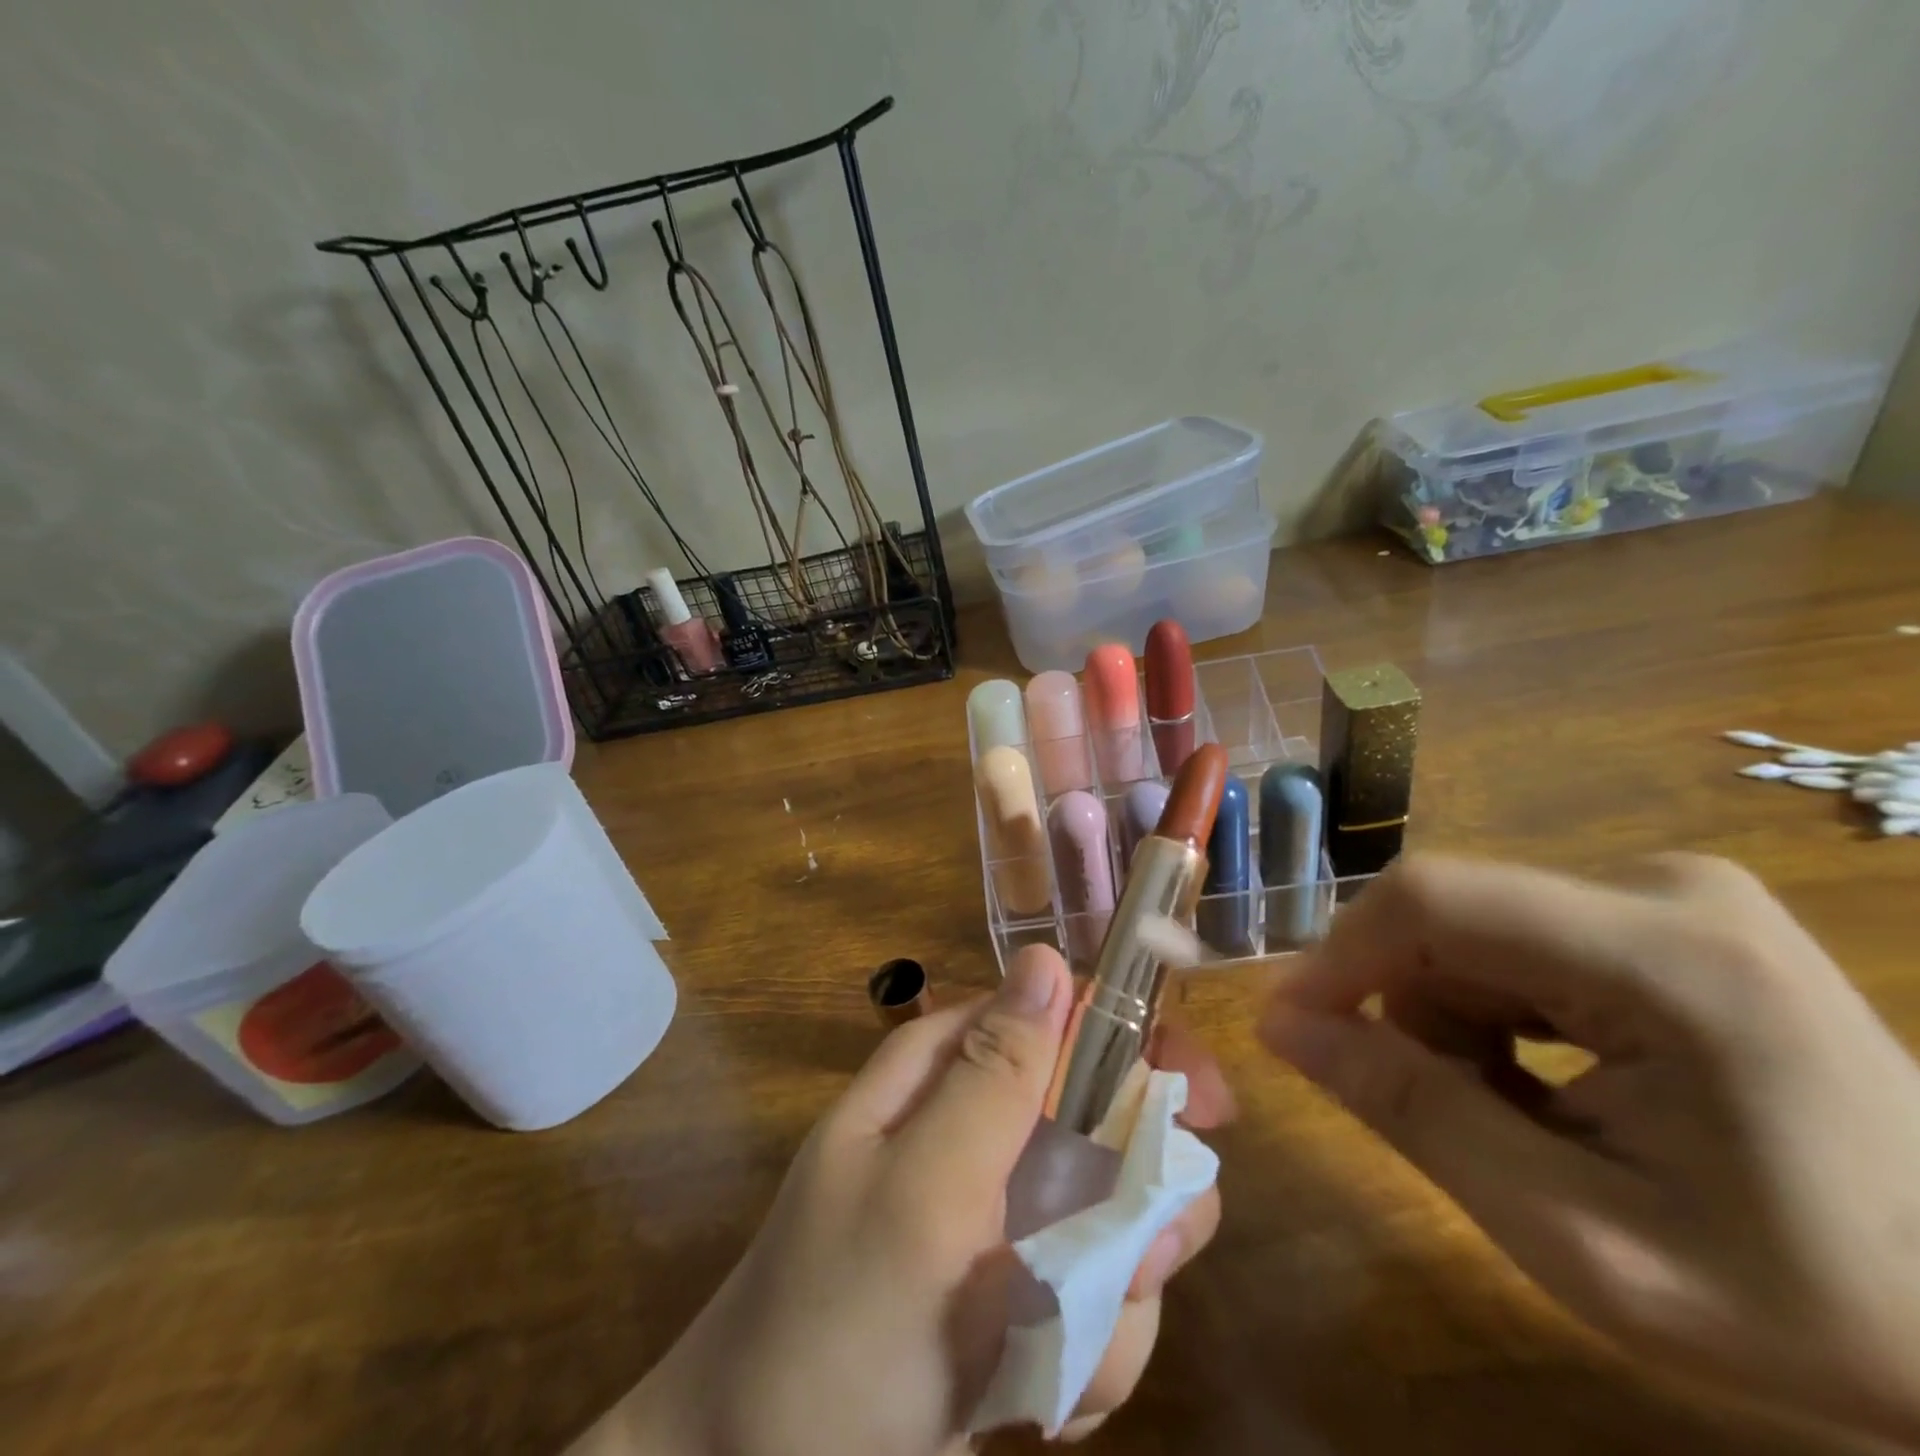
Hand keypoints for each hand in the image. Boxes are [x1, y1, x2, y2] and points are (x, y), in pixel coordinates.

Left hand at [576, 944, 1231, 1455]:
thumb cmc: (838, 1323)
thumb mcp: (919, 1190)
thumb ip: (992, 1078)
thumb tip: (1047, 957)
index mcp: (949, 1070)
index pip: (1063, 1016)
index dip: (1143, 1049)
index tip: (1206, 1110)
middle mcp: (981, 1124)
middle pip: (1107, 1121)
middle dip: (1137, 1200)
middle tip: (1136, 1260)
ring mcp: (1003, 1209)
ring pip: (1114, 1220)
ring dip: (1110, 1298)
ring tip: (1053, 1360)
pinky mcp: (1018, 1289)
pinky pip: (1093, 1301)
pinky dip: (1084, 1356)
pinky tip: (1034, 1399)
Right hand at [1258, 854, 1919, 1444]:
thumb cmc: (1811, 1305)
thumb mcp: (1579, 1237)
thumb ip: (1413, 1114)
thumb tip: (1281, 1024)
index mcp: (1668, 956)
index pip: (1434, 901)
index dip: (1337, 955)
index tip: (1293, 1027)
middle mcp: (1664, 886)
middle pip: (1451, 917)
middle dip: (1411, 1010)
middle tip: (1442, 1113)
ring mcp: (1673, 890)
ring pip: (1473, 927)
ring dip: (1455, 1016)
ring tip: (1515, 1112)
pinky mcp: (1667, 908)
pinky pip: (1517, 934)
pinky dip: (1498, 1006)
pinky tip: (1554, 1077)